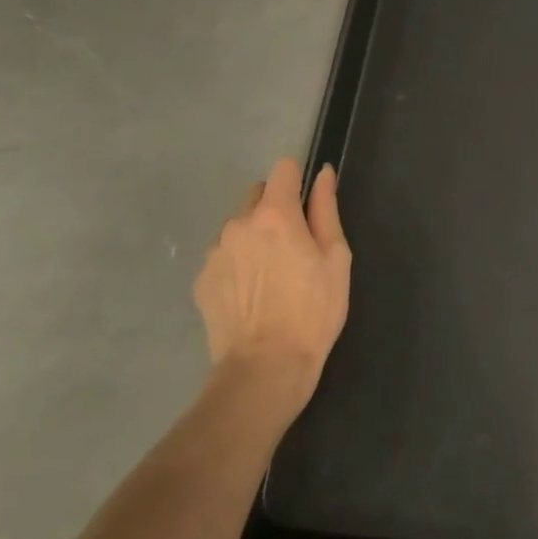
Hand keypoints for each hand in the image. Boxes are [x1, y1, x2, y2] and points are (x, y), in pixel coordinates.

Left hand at [194, 158, 350, 426]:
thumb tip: (323, 174)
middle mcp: (238, 224)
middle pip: (257, 194)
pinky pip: (223, 255)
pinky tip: (251, 294)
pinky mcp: (201, 280)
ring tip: (270, 275)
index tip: (307, 204)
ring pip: (237, 226)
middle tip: (293, 245)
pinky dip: (236, 263)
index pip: (283, 169)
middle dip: (274, 208)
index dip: (297, 179)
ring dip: (253, 236)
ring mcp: (215, 252)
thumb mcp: (336, 257)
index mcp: (275, 214)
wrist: (265, 369)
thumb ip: (326, 209)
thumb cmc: (314, 310)